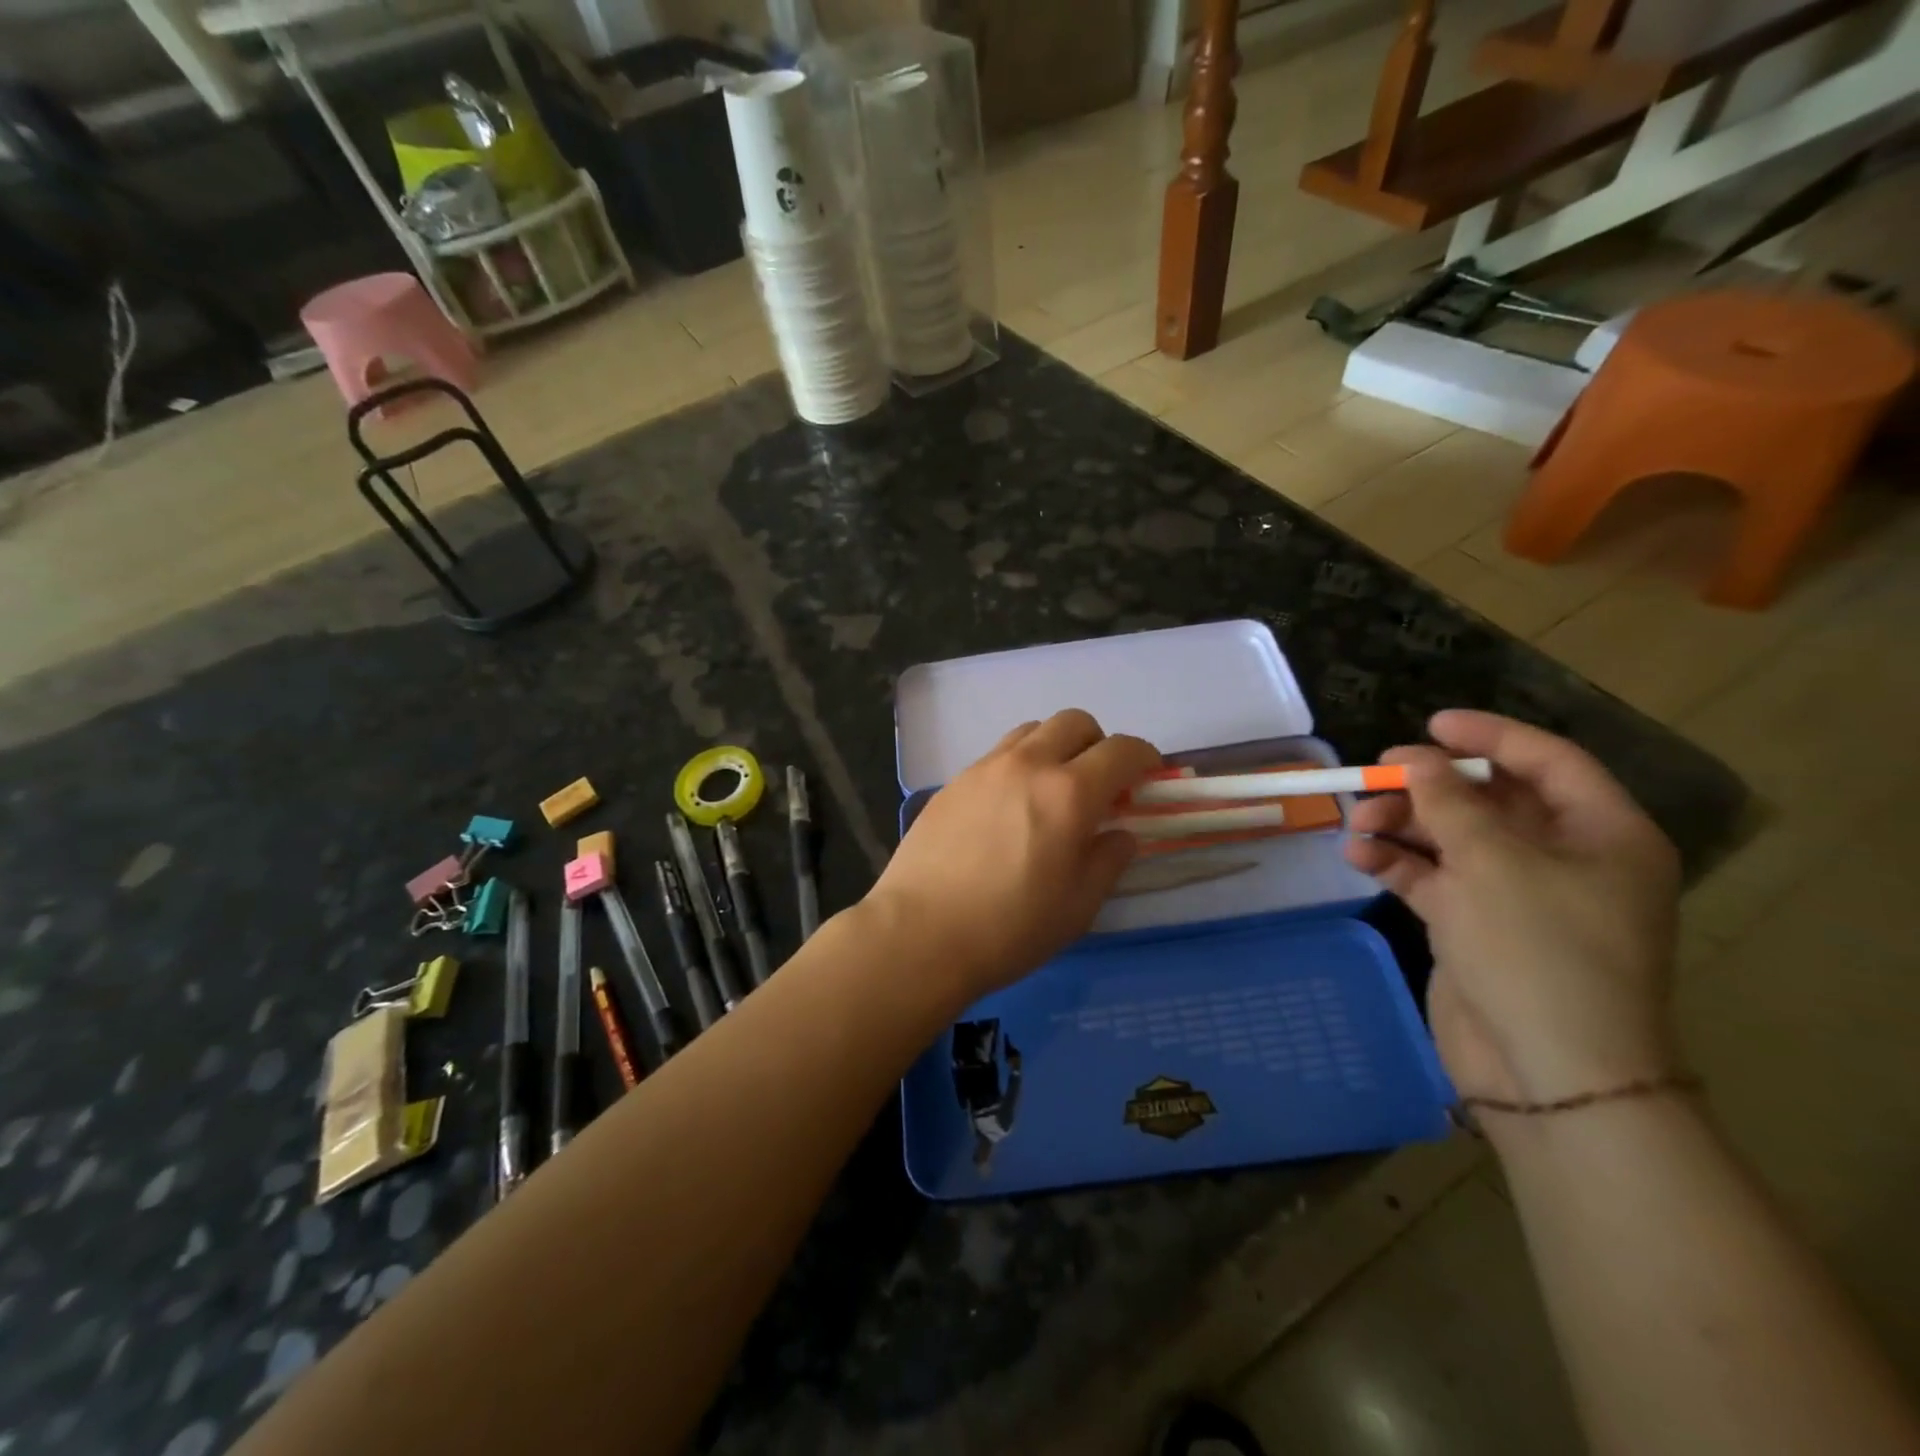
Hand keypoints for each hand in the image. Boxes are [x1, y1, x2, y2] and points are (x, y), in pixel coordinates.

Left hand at [864, 709, 1160, 1004]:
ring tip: (1051, 790)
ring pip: (1032, 730)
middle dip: (1098, 744)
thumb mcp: (1079, 905)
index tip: (1148, 776)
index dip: (1144, 758)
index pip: (1122, 750)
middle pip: (1075, 722)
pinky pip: (997, 755)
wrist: (920, 934)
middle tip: (1099, 784)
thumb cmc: (1010, 928)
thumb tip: (1120, 833)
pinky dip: (1018, 765)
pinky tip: (1009, 808)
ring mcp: (984, 768)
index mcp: (1069, 793)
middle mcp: (1027, 765)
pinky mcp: (953, 782)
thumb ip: (1108, 859)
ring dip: (1055, 747)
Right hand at [1344, 710, 1682, 1105]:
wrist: (1546, 1070)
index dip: (1488, 736)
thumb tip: (1417, 760)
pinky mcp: (1476, 925)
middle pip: (1489, 800)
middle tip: (1375, 776)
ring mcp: (1517, 894)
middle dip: (1428, 786)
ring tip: (1355, 825)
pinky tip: (1358, 858)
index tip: (1429, 723)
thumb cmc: (1537, 950)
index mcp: (1602, 834)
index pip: (1547, 761)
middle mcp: (1564, 858)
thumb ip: (1447, 802)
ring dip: (1403, 825)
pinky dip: (1398, 863)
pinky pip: (1434, 877)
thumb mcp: (1491, 862)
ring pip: (1453, 837)